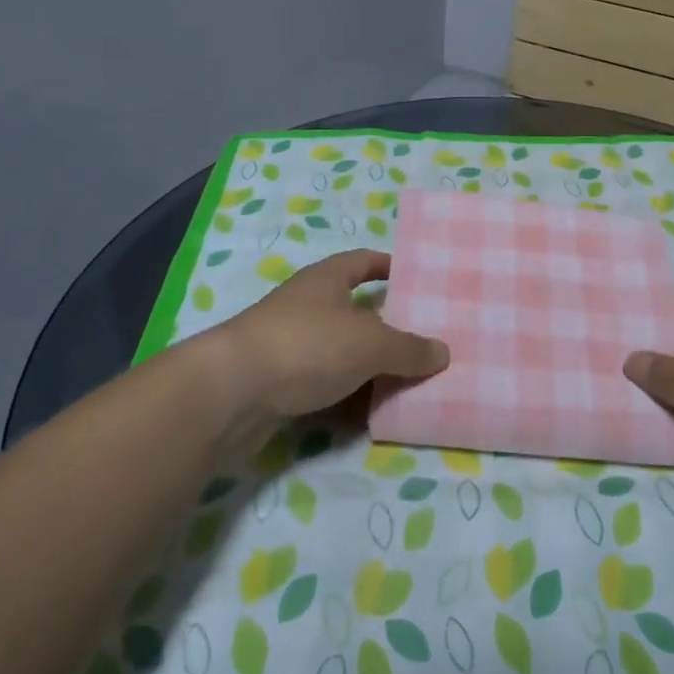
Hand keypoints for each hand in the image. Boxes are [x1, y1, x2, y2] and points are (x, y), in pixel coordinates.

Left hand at [214, 249, 448, 419]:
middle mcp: (308, 305)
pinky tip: (371, 412)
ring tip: (408, 380)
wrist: (231, 393)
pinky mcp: (279, 382)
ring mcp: (290, 344)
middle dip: (387, 325)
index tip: (416, 280)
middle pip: (355, 309)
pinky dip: (347, 395)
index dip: (389, 266)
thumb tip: (443, 352)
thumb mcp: (370, 344)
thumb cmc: (306, 346)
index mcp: (327, 279)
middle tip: (424, 340)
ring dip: (369, 365)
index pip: (364, 261)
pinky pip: (324, 384)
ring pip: (341, 351)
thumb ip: (409, 348)